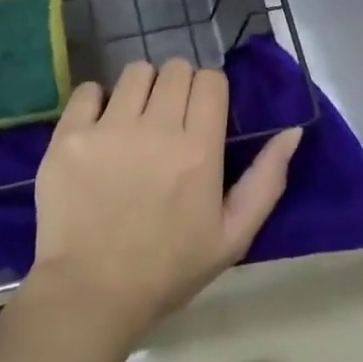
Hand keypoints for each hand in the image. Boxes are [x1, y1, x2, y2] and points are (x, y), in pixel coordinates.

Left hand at [29, 59, 302, 342]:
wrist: (90, 293)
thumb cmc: (167, 269)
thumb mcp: (232, 237)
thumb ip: (266, 181)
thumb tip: (292, 131)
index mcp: (199, 150)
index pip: (211, 80)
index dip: (209, 91)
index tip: (201, 113)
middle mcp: (157, 128)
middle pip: (176, 68)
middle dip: (178, 85)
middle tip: (168, 118)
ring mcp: (109, 128)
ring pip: (136, 71)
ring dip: (142, 88)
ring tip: (135, 120)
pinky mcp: (70, 134)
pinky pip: (89, 89)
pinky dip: (97, 101)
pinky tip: (99, 127)